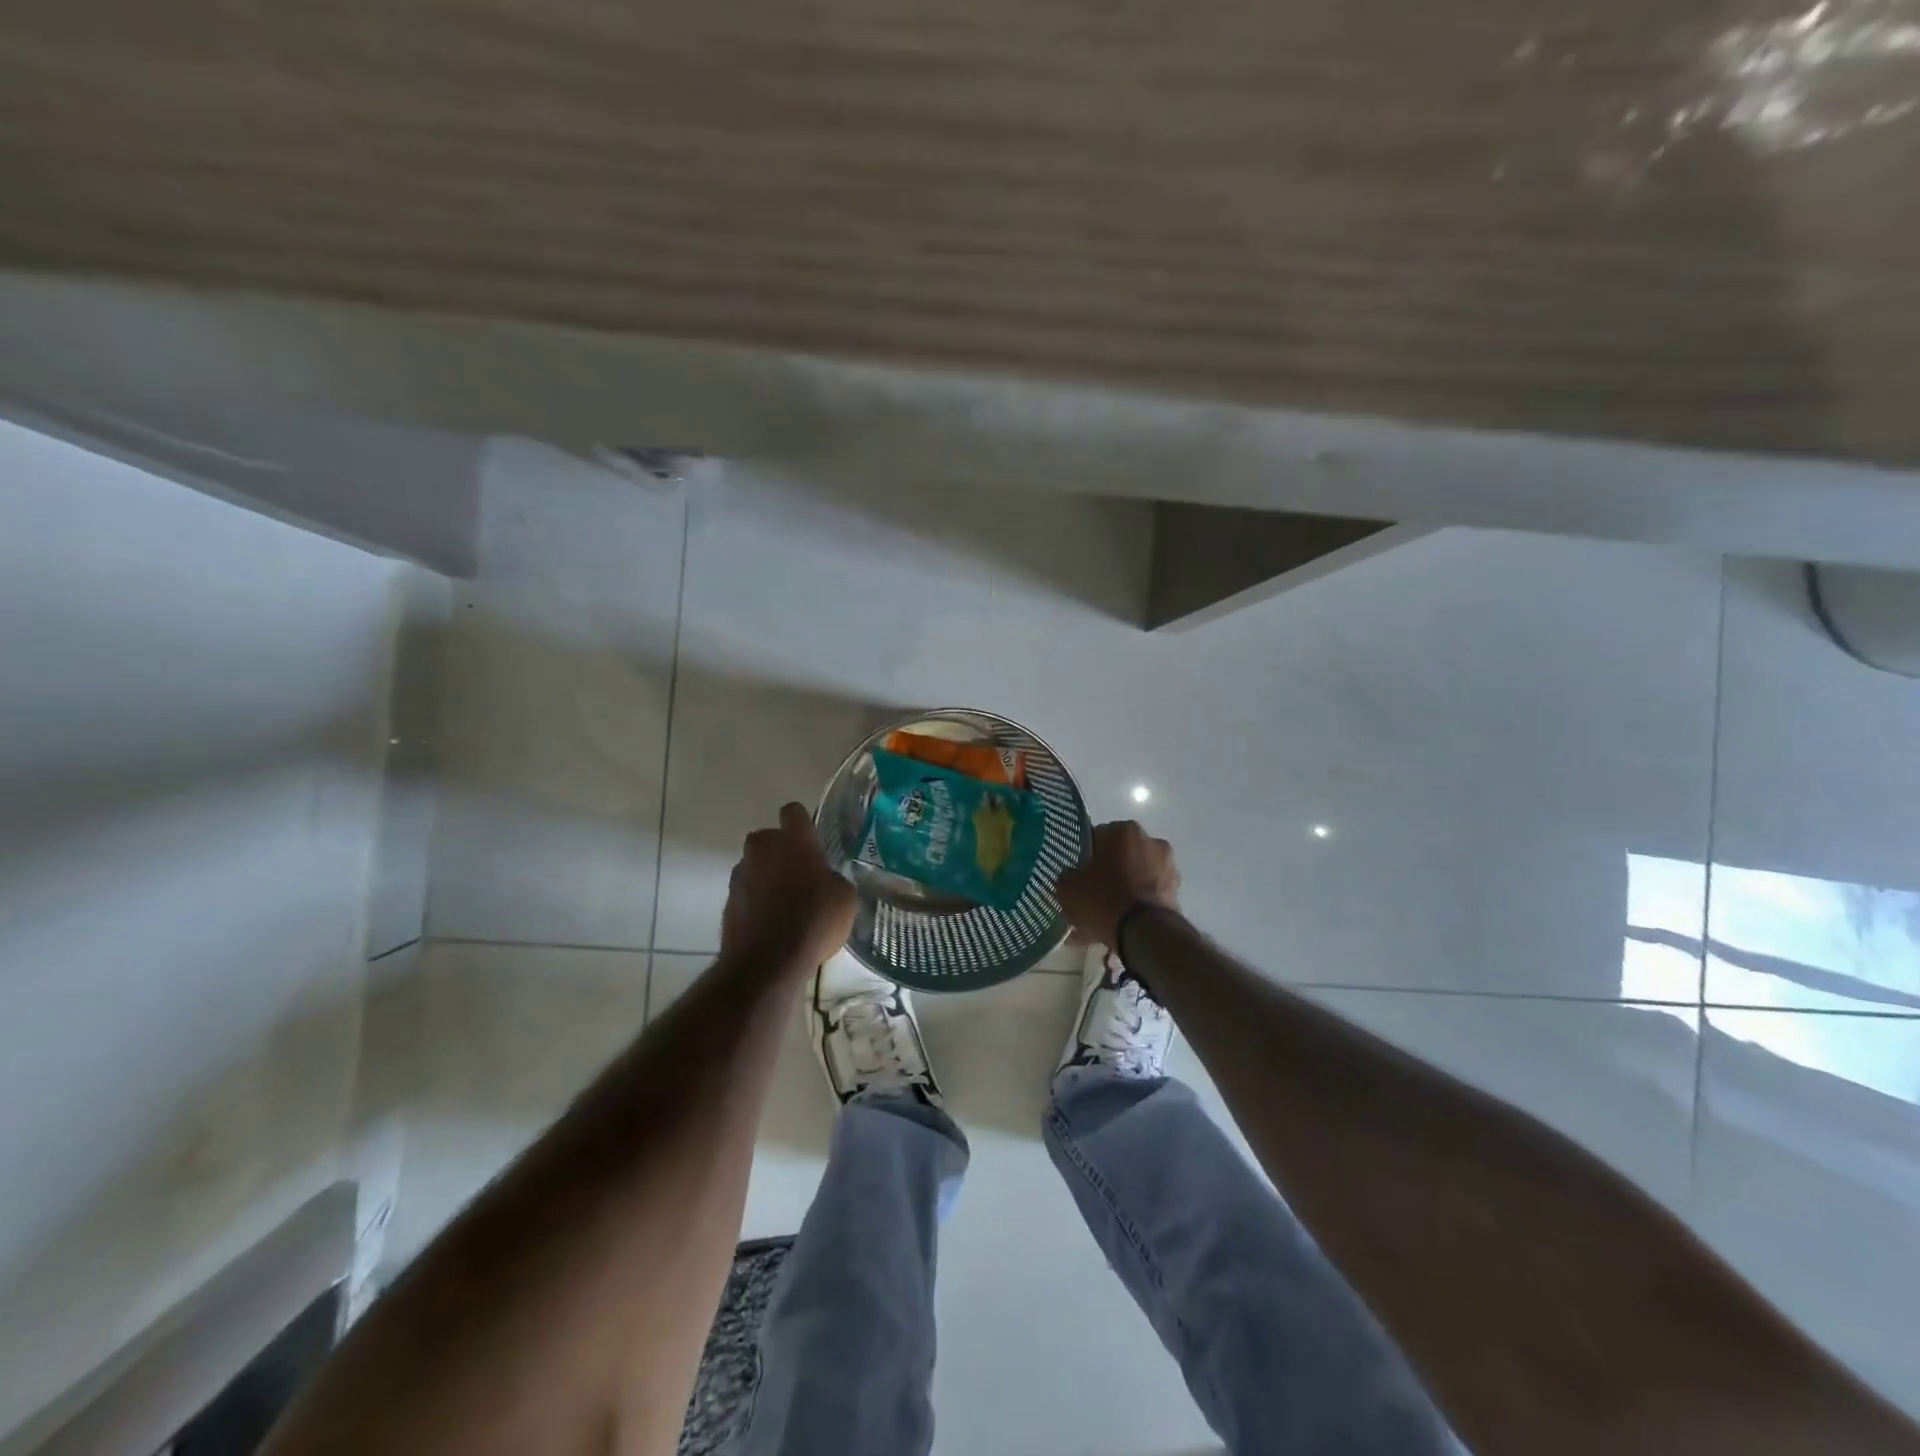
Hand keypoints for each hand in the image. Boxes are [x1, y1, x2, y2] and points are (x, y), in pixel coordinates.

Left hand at [721, 803, 858, 972]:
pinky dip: (757, 899)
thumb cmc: (813, 921)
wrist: (766, 963)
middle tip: (802, 874)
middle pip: (771, 837)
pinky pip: (747, 890)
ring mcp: (740, 873)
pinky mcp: (728, 899)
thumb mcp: (845, 899)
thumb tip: (827, 880)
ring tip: (786, 903)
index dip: (804, 824)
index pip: (794, 812)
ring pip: (756, 864)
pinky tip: (772, 922)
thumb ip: (835, 879)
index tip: (814, 841)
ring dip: (768, 875)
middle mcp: (762, 848)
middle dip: (783, 850)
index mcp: (793, 840)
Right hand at [1056, 820, 1180, 947]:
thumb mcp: (1067, 885)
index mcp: (1124, 830)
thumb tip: (1074, 876)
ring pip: (1134, 877)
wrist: (1143, 933)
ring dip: (1121, 891)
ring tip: (1103, 917)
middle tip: (1089, 894)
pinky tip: (1117, 927)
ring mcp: (1167, 868)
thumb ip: (1069, 874)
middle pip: (1119, 856)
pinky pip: (1145, 897)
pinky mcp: (1176, 893)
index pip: (1096, 837)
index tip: (1076, 874)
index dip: (1084, 857)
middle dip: (1106, 873)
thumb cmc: (1102, 899)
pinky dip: (1133, 907)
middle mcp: (1150, 841)